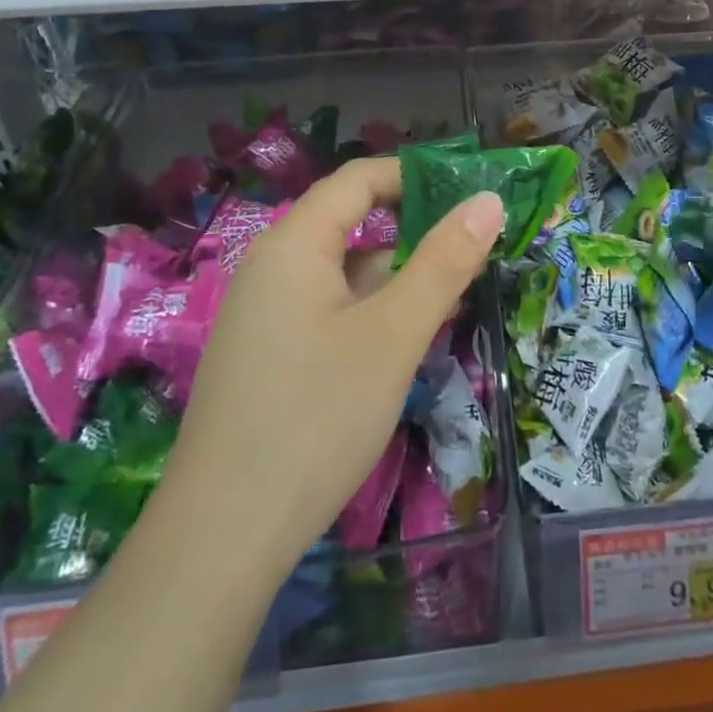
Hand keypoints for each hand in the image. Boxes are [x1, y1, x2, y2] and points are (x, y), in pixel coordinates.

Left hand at [163, 158, 503, 586]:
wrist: (224, 536)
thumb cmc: (317, 416)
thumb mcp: (394, 334)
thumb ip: (444, 262)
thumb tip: (488, 199)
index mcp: (294, 245)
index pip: (358, 180)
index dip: (415, 176)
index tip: (470, 194)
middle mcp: (272, 268)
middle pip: (351, 225)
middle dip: (414, 233)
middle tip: (474, 252)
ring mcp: (265, 316)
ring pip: (343, 275)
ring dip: (396, 279)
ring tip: (452, 301)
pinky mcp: (268, 357)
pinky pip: (328, 312)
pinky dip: (371, 314)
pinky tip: (402, 346)